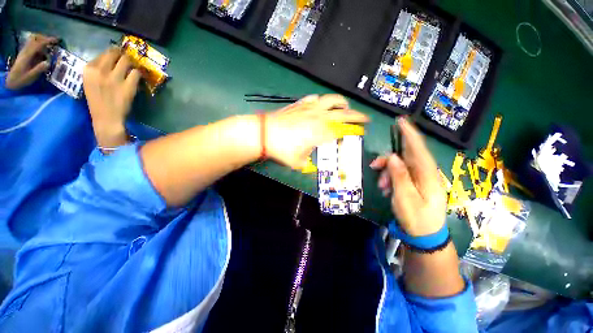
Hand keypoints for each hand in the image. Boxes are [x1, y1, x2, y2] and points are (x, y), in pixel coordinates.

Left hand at [5, 34, 57, 90]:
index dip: (48, 41)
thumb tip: (48, 62)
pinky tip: (43, 51)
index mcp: (27, 55)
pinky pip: (32, 45)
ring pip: (33, 40)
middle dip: (44, 38)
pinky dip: (39, 45)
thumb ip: (39, 69)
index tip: (57, 41)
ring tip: (49, 47)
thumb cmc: (21, 79)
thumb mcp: (30, 76)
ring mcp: (24, 51)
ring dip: (41, 41)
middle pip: (35, 38)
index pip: (38, 44)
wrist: (11, 80)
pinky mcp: (24, 53)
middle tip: (53, 43)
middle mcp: (25, 51)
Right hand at [83, 48, 141, 147]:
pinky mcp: (128, 86)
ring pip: (127, 61)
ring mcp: (114, 78)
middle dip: (123, 56)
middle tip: (127, 62)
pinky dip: (138, 75)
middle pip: (116, 53)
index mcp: (88, 69)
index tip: (117, 58)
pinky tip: (136, 79)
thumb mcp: (90, 81)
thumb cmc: (98, 101)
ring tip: (132, 69)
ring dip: (131, 64)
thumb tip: (111, 58)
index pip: (104, 53)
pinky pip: (136, 73)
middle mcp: (100, 71)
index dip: (113, 54)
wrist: (106, 118)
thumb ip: (98, 69)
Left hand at [266, 94, 368, 168]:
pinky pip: (315, 98)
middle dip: (357, 115)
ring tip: (345, 107)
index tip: (363, 131)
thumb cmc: (282, 150)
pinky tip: (321, 104)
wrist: (264, 134)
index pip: (344, 130)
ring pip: (331, 100)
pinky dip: (322, 101)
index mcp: (322, 132)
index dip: (356, 130)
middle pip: (344, 113)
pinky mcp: (300, 104)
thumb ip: (308, 163)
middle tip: (364, 118)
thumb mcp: (298, 162)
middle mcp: (319, 117)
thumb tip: (310, 165)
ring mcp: (310, 108)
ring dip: (342, 103)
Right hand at [370, 118, 446, 235]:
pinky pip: (402, 174)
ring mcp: (422, 178)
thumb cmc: (416, 217)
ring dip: (388, 172)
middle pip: (406, 156)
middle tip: (374, 166)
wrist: (426, 236)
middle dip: (388, 160)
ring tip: (382, 186)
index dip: (409, 133)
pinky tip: (387, 188)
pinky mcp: (417, 184)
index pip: (418, 148)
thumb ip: (399, 175)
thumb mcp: (404, 197)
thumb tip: (393, 156)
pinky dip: (391, 178)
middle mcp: (426, 173)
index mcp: (427, 174)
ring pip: (401, 165)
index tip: (401, 121)